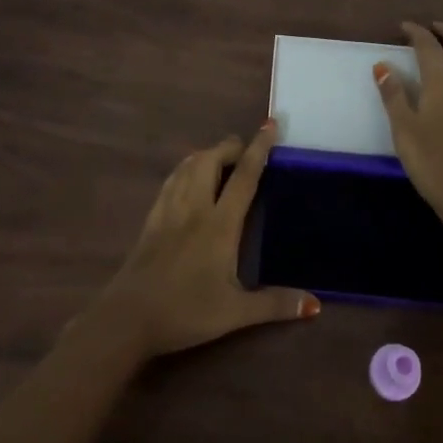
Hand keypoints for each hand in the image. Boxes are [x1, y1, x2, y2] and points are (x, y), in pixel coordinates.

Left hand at [95, 123, 319, 358]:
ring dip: (206, 154)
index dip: (258, 148)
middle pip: (211, 160)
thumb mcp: (235, 313)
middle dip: (229, 147)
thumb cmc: (186, 313)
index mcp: (219, 225)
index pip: (244, 177)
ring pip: (188, 166)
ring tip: (221, 158)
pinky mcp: (151, 219)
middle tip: (245, 150)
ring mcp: (169, 210)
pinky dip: (185, 169)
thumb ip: (275, 304)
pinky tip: (188, 177)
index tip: (269, 124)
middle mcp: (194, 208)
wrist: (128, 318)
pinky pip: (171, 181)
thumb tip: (315, 304)